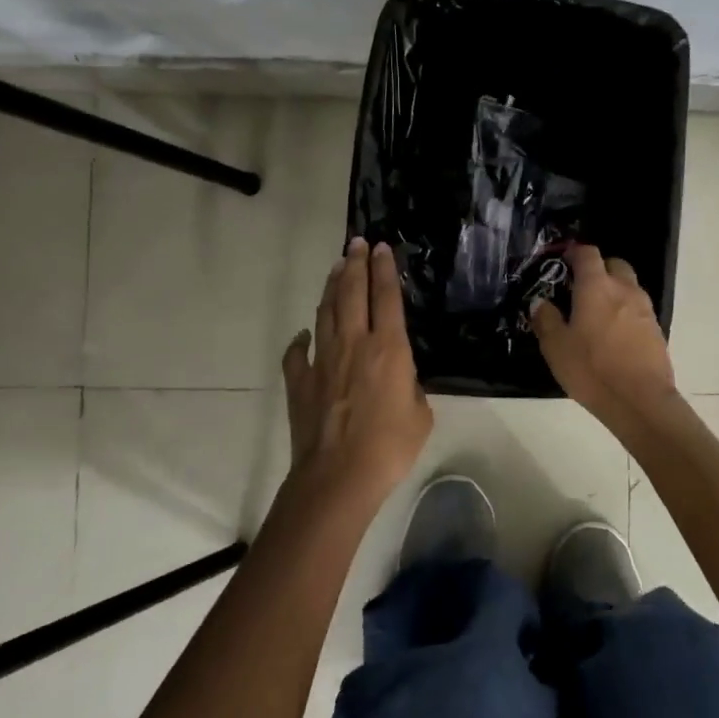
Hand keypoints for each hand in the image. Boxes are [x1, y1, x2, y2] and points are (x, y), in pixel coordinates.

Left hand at [281, 238, 432, 511]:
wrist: (339, 475)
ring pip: (325, 312)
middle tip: (356, 243)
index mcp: (388, 348)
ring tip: (336, 268)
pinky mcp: (300, 380)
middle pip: (352, 293)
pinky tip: (303, 333)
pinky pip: (297, 352)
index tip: (381, 247)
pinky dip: (300, 339)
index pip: (387, 297)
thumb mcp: (420, 415)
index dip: (385, 269)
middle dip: (355, 264)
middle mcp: (353, 343)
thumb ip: (412, 388)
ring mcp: (322, 360)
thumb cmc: (389, 446)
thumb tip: (399, 379)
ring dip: (331, 287)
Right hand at [531, 245, 679, 430]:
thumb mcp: (556, 347)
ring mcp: (645, 309)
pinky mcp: (656, 330)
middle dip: (598, 268)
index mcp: (597, 287)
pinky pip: (637, 309)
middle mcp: (624, 290)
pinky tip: (612, 334)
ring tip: (595, 313)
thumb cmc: (592, 369)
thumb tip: (541, 302)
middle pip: (614, 264)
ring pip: (629, 286)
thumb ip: (546, 320)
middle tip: (580, 287)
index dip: (575, 252)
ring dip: (613, 290)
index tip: (563, 260)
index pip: (588, 254)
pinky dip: (624, 312)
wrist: (640, 400)